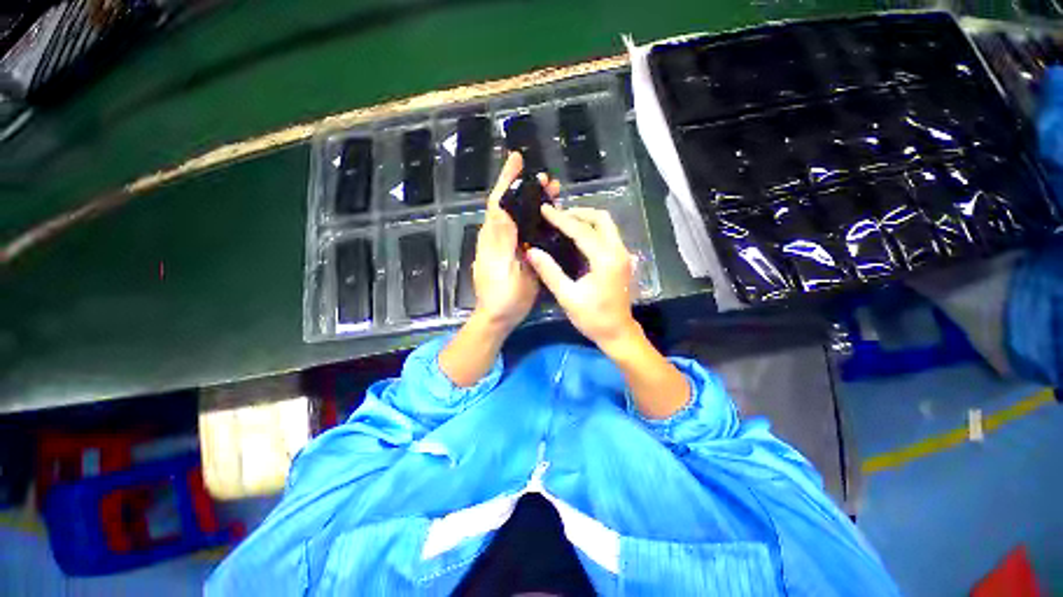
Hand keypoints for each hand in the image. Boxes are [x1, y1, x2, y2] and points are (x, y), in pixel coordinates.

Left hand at [471, 152, 559, 332]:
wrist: (500, 316)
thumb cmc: (501, 295)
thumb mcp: (500, 268)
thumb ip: (500, 240)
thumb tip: (499, 209)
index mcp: (493, 237)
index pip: (498, 201)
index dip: (506, 179)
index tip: (517, 159)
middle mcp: (498, 236)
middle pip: (511, 206)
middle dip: (526, 189)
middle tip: (548, 180)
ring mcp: (508, 245)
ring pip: (520, 217)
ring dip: (534, 202)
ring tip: (554, 193)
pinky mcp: (517, 254)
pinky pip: (526, 231)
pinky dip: (538, 219)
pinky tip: (551, 218)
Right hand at [525, 205, 639, 353]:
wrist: (618, 333)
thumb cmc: (593, 318)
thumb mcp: (567, 296)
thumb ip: (550, 272)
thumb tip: (532, 251)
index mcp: (605, 259)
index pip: (582, 231)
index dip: (561, 219)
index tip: (544, 210)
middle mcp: (618, 251)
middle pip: (602, 219)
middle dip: (579, 213)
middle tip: (558, 216)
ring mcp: (623, 255)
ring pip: (607, 225)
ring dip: (587, 220)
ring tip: (565, 223)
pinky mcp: (622, 260)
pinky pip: (608, 235)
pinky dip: (593, 230)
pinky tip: (578, 237)